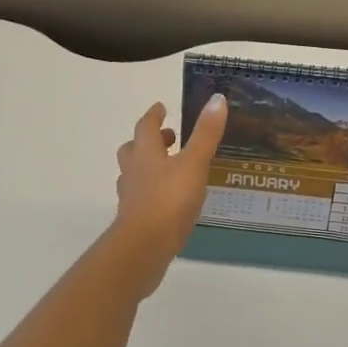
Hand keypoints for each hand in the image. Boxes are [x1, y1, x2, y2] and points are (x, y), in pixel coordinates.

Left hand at [105, 95, 227, 295]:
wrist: (143, 249)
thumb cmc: (169, 200)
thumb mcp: (194, 163)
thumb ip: (205, 133)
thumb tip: (217, 98)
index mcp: (145, 152)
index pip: (146, 126)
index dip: (154, 115)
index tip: (161, 107)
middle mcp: (134, 171)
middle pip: (134, 149)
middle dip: (150, 141)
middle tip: (170, 139)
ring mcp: (131, 197)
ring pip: (135, 174)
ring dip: (149, 166)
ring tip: (171, 169)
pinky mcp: (134, 220)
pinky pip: (141, 198)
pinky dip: (153, 192)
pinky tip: (170, 201)